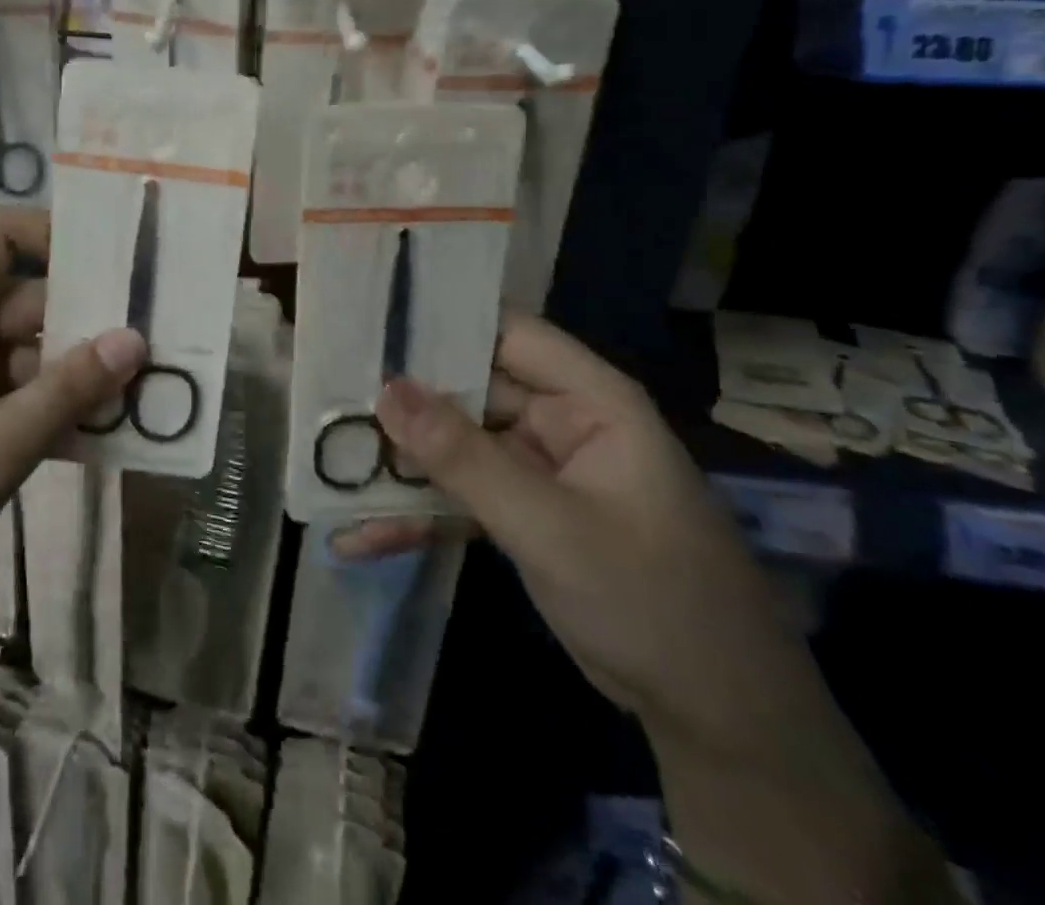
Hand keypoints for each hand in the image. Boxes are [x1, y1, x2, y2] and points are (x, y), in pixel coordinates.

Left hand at [0, 209, 145, 737]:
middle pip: (23, 298)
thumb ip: (68, 391)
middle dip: (85, 319)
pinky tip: (96, 434)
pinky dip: (47, 405)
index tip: (114, 265)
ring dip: (73, 371)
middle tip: (153, 343)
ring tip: (139, 393)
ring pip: (23, 349)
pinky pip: (9, 391)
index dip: (53, 234)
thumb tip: (136, 339)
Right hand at [368, 313, 818, 757]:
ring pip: (455, 448)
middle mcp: (559, 423)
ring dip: (399, 465)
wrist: (719, 722)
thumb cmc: (651, 599)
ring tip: (327, 467)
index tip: (369, 323)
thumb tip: (385, 390)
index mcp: (588, 400)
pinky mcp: (521, 516)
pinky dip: (417, 515)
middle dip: (402, 401)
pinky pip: (460, 499)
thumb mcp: (549, 525)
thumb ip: (464, 457)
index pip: (506, 333)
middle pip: (468, 391)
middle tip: (325, 397)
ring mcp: (537, 472)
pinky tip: (360, 536)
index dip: (442, 322)